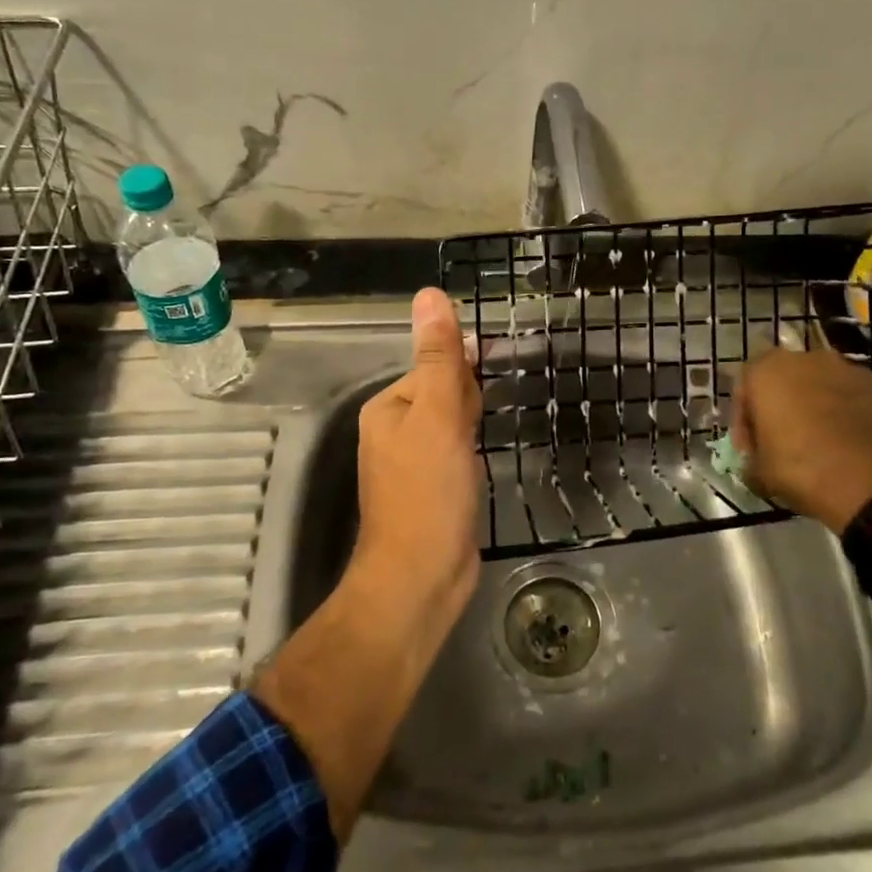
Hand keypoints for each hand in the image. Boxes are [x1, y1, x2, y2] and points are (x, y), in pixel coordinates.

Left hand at [351, 287, 482, 620]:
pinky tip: (481, 466)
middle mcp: (394, 431)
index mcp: (388, 408)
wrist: (421, 578)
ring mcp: (412, 463)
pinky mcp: (431, 489)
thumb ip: (438, 356)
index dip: (463, 380)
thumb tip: (429, 293)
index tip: (477, 406)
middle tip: (475, 435)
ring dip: (473, 427)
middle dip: (469, 404)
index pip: (433, 368)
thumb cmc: (428, 492)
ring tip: (483, 447)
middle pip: (444, 394)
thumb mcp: (437, 415)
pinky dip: (471, 453)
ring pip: (453, 425)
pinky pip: (456, 454)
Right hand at [733, 346, 871, 532]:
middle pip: (784, 381)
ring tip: (818, 444)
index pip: (744, 388)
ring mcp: (847, 368)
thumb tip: (756, 462)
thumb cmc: (805, 470)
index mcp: (768, 371)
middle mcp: (806, 358)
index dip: (744, 421)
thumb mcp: (760, 474)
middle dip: (780, 408)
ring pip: (819, 386)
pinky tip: (848, 444)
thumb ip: (752, 460)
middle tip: (782, 442)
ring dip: (813, 408)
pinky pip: (850, 397)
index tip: (750, 450)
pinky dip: (844, 414)